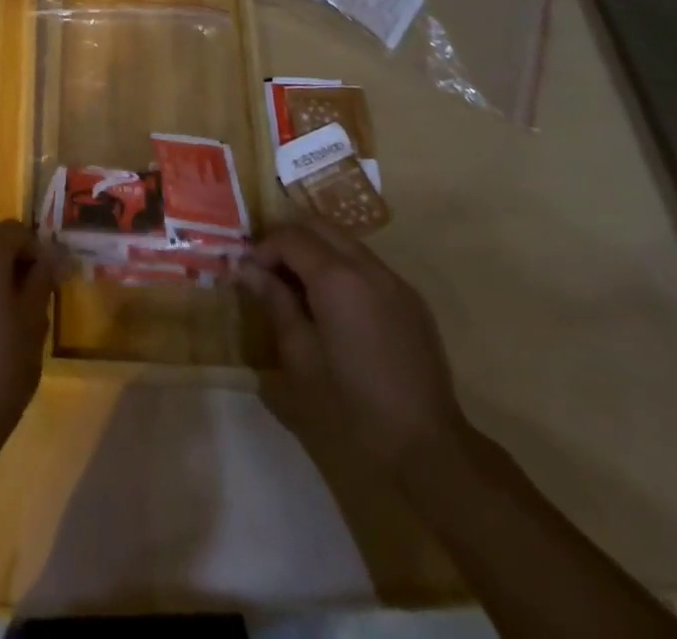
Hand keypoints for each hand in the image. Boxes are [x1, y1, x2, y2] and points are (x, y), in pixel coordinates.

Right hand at [244, 220, 466, 475]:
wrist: (429, 449)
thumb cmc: (352, 407)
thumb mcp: (300, 357)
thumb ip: (275, 303)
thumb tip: (247, 269)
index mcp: (337, 278)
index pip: (290, 237)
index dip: (263, 248)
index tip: (248, 273)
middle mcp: (368, 266)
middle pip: (319, 226)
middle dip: (288, 240)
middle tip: (268, 272)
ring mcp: (395, 281)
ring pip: (345, 242)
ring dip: (316, 252)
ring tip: (298, 289)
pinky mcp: (412, 300)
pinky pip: (368, 265)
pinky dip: (342, 269)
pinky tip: (334, 307)